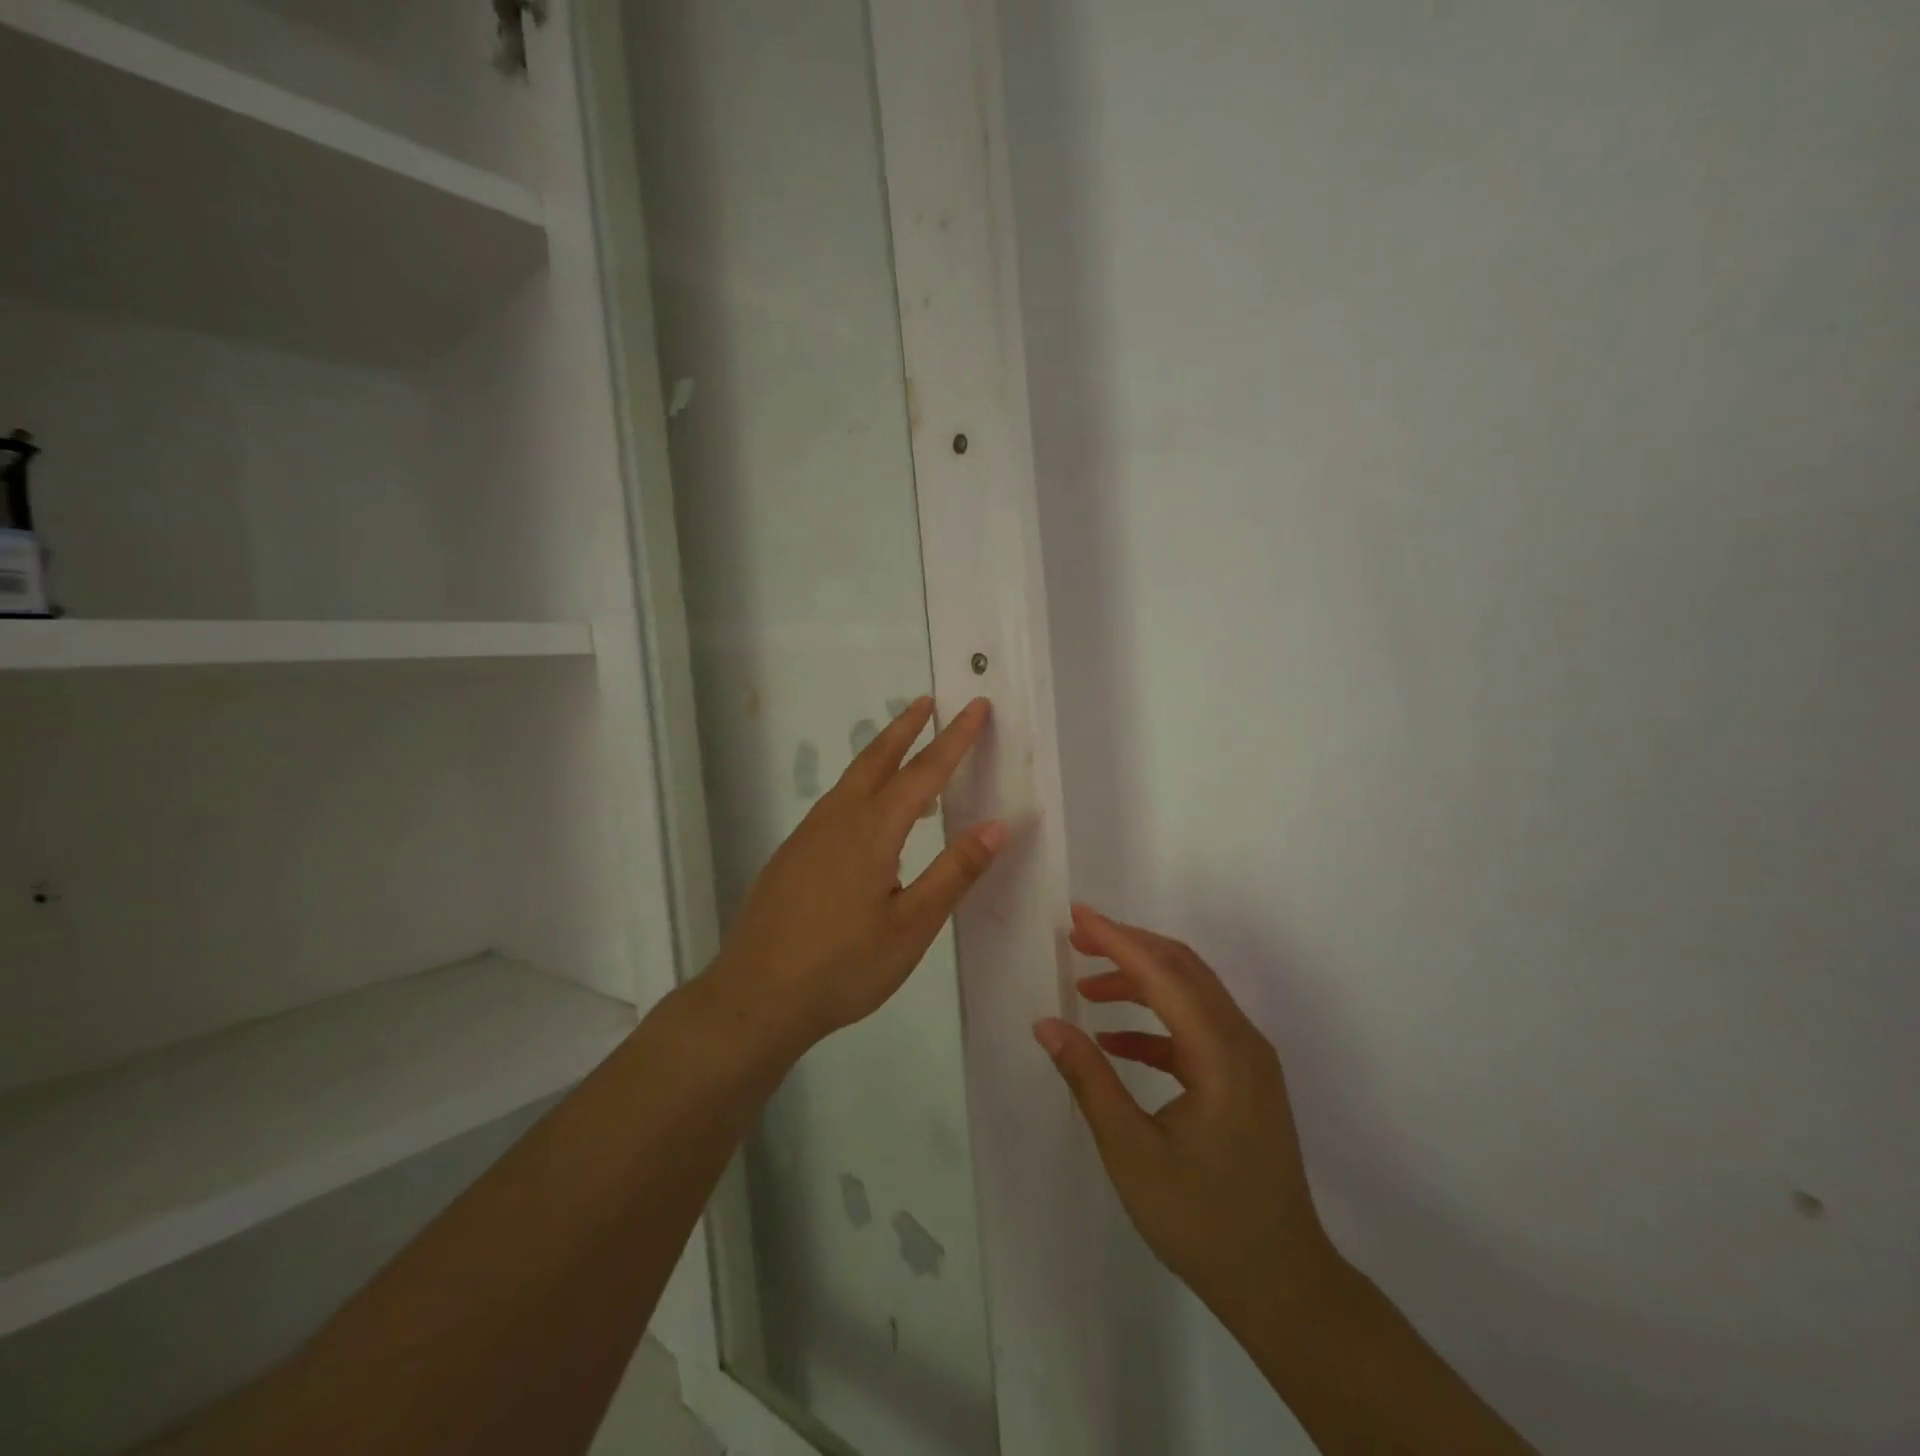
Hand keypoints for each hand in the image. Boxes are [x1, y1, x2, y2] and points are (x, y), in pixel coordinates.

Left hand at [713, 696, 1004, 1049]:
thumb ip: (954, 872)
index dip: (955, 738)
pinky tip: (870, 817)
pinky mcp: (792, 855)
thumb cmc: (843, 966)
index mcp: (872, 831)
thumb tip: (998, 826)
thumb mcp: (912, 926)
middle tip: (928, 702)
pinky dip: (862, 788)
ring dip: (882, 755)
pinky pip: (836, 804)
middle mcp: (838, 819)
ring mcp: (808, 835)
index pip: (924, 772)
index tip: (975, 705)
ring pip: (851, 779)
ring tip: (908, 751)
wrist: (755, 997)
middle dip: (906, 727)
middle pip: (877, 758)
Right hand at [1036, 905, 1336, 1327]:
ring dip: (1139, 982)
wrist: (1284, 1287)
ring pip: (1190, 995)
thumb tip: (1046, 1025)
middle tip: (1077, 938)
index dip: (1116, 940)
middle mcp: (1242, 1042)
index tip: (1075, 916)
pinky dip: (1154, 1023)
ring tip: (1086, 987)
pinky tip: (1115, 1040)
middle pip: (1182, 969)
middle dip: (1128, 947)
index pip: (1163, 973)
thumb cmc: (1204, 1222)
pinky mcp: (1244, 1080)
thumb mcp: (1132, 1153)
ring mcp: (1248, 1060)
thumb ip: (1090, 1080)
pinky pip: (1196, 1030)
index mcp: (1222, 1052)